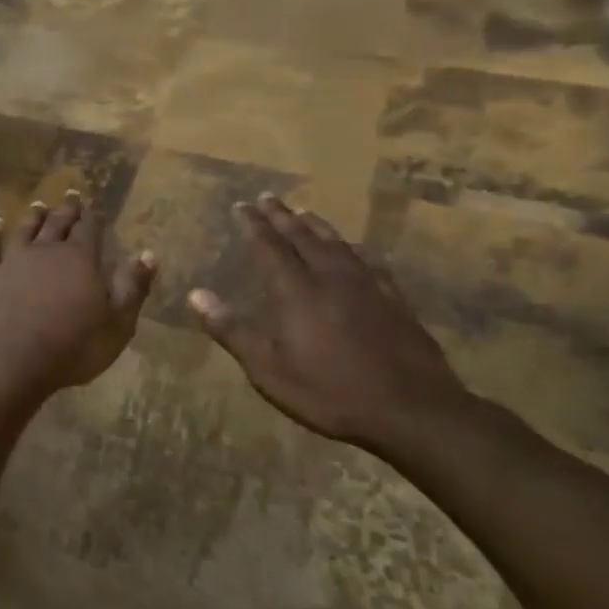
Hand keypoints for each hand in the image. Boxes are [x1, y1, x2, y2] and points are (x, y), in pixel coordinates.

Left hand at [0, 190, 156, 396]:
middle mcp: (47, 251)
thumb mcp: (118, 323)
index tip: (91, 206)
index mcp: (80, 259)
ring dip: (33, 217)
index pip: (89, 230)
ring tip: (38, 205)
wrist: (15, 359)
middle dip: (66, 210)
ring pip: (25, 230)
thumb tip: (149, 254)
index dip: (91, 218)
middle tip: (69, 195)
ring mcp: (14, 261)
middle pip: (58, 224)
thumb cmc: (75, 346)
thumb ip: (133, 286)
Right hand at [187, 195, 477, 455]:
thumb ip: (231, 330)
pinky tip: (354, 250)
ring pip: (337, 244)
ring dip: (316, 226)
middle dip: (282, 216)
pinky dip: (353, 248)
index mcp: (298, 291)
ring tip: (304, 213)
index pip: (270, 246)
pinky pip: (368, 262)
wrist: (413, 410)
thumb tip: (195, 294)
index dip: (254, 225)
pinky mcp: (395, 300)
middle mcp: (332, 278)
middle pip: (303, 237)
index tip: (241, 205)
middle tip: (267, 197)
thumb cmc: (330, 392)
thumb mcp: (268, 369)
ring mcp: (368, 287)